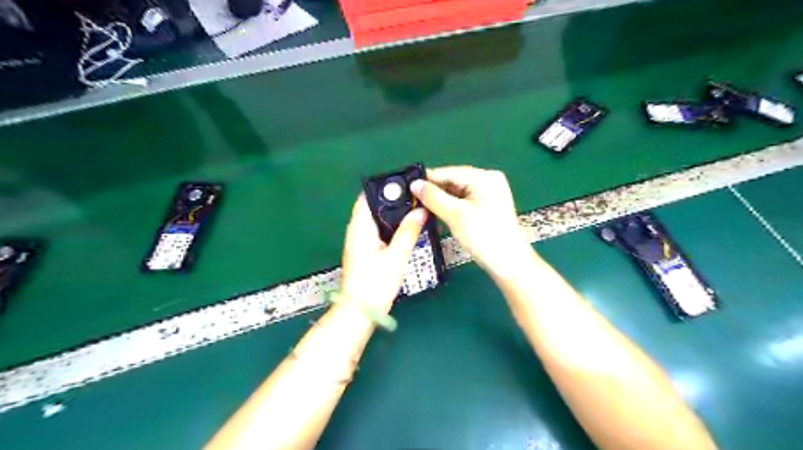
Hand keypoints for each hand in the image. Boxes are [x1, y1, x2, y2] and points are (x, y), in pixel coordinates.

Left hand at [339, 195, 426, 313]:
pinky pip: (379, 231)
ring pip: (377, 220)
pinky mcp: (365, 252)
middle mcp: (357, 231)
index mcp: (360, 227)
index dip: (385, 188)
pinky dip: (392, 227)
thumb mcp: (396, 256)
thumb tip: (421, 210)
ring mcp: (360, 242)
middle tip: (416, 198)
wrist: (360, 311)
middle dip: (394, 201)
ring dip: (394, 215)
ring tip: (416, 210)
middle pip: (373, 206)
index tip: (406, 185)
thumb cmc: (376, 283)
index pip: (367, 196)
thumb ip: (409, 231)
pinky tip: (407, 230)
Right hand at [410, 165, 535, 277]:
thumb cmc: (484, 236)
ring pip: (457, 193)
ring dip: (441, 201)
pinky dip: (450, 208)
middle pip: (453, 182)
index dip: (427, 179)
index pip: (449, 172)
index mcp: (485, 177)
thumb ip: (433, 198)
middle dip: (434, 191)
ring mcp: (488, 195)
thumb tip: (414, 184)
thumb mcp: (455, 215)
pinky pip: (463, 202)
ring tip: (420, 207)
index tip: (407, 185)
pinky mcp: (486, 208)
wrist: (509, 264)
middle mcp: (488, 181)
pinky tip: (436, 213)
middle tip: (411, 199)